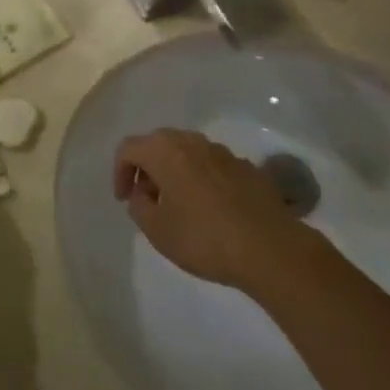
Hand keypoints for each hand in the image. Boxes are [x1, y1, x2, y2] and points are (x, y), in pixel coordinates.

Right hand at [114, 129, 306, 292]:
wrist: (269, 247)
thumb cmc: (204, 237)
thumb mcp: (157, 230)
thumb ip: (139, 206)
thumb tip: (141, 193)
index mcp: (165, 151)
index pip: (129, 148)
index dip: (120, 172)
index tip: (124, 199)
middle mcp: (192, 141)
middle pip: (158, 144)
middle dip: (147, 168)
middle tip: (147, 198)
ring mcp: (222, 152)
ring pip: (187, 152)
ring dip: (175, 172)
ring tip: (178, 205)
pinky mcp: (246, 167)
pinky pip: (212, 165)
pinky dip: (201, 179)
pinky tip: (210, 209)